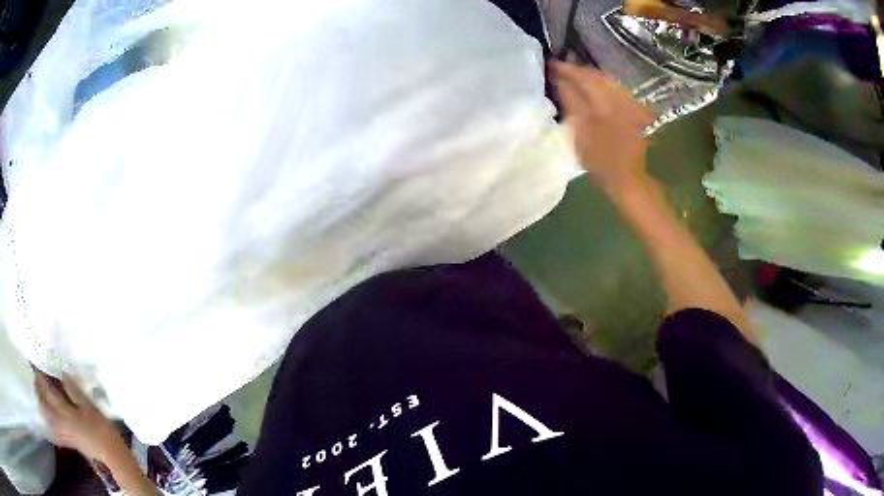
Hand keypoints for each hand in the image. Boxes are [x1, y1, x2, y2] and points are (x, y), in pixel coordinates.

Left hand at [34, 372, 122, 462]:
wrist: (111, 457)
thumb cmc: (101, 430)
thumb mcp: (89, 406)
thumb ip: (73, 389)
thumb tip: (62, 373)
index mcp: (63, 411)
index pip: (46, 389)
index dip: (41, 376)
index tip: (39, 365)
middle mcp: (59, 422)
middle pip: (43, 405)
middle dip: (38, 391)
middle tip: (37, 379)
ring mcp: (64, 434)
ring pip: (47, 419)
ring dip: (42, 406)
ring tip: (41, 397)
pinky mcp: (69, 442)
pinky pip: (55, 433)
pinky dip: (51, 426)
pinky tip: (51, 424)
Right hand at [552, 62, 652, 190]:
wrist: (627, 179)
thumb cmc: (600, 160)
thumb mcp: (580, 131)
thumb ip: (571, 101)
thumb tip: (559, 79)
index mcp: (605, 102)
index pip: (583, 76)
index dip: (566, 69)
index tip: (549, 64)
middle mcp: (619, 97)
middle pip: (597, 75)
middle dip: (578, 71)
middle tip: (559, 70)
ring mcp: (629, 103)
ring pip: (606, 81)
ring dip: (589, 77)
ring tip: (573, 78)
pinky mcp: (633, 110)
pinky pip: (614, 90)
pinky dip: (600, 87)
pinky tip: (592, 90)